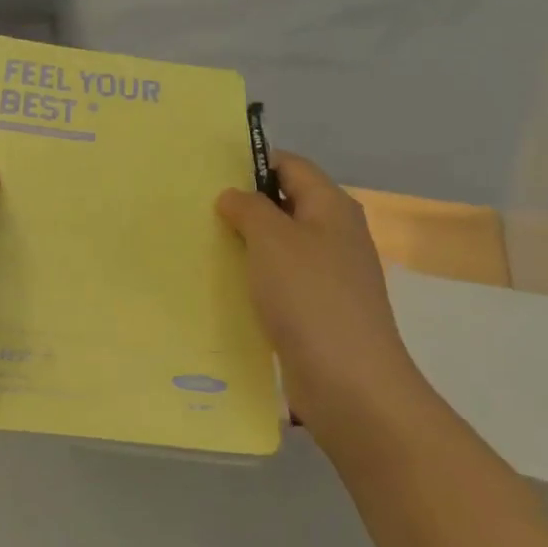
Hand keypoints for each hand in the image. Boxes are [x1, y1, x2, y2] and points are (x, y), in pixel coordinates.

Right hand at [216, 154, 416, 442]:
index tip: (210, 173)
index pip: (291, 165)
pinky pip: (281, 282)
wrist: (350, 383)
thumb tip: (235, 196)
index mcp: (332, 207)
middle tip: (197, 210)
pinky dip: (255, 280)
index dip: (253, 163)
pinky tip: (224, 287)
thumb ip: (250, 208)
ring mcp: (328, 276)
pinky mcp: (317, 312)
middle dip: (244, 206)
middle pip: (286, 205)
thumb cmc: (310, 297)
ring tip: (202, 245)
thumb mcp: (273, 239)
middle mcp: (335, 235)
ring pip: (280, 247)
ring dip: (246, 245)